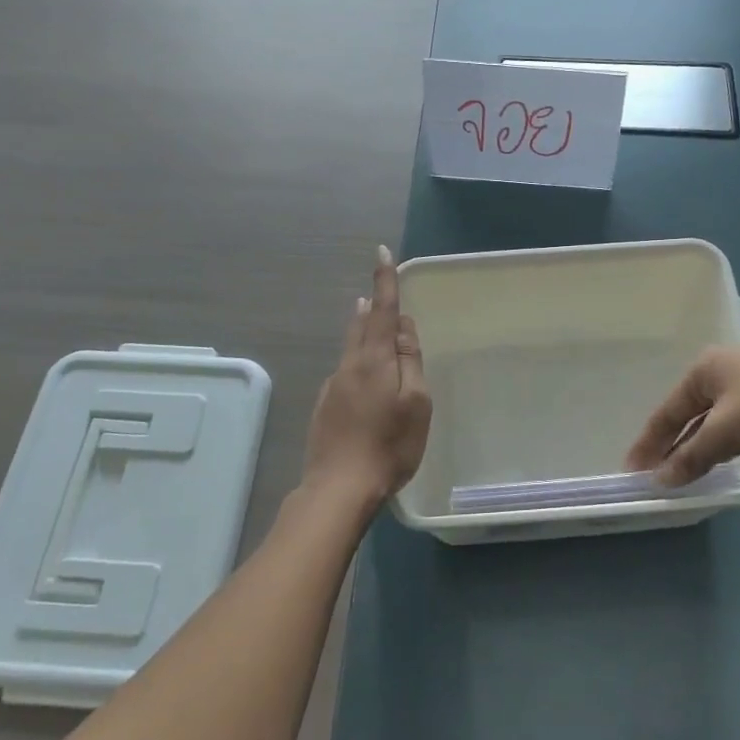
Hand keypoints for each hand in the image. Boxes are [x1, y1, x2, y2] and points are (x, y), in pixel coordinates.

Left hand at [303, 246, 431, 512]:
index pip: (382, 310)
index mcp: (374, 360)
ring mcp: (333, 387)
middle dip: (371, 306)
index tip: (381, 251)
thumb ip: (410, 360)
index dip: (384, 280)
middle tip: (376, 290)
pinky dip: (357, 362)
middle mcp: (349, 366)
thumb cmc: (389, 445)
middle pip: (361, 326)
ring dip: (362, 331)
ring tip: (369, 320)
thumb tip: (402, 324)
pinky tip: (364, 381)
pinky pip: (345, 373)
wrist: (338, 489)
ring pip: (351, 349)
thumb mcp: (415, 403)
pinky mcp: (324, 407)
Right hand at [625, 347, 739, 485]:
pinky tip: (719, 459)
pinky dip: (722, 443)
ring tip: (682, 472)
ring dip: (697, 446)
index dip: (649, 442)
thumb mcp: (727, 431)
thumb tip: (660, 480)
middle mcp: (723, 370)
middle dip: (672, 444)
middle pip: (688, 413)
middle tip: (654, 474)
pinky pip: (735, 424)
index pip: (667, 410)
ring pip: (713, 420)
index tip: (631, 469)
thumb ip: (692, 456)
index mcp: (705, 368)